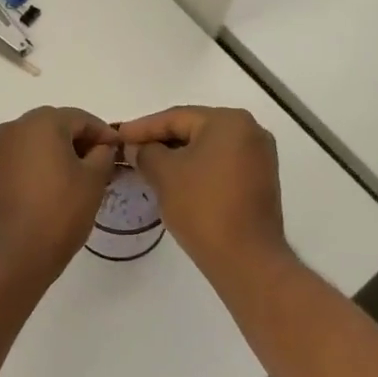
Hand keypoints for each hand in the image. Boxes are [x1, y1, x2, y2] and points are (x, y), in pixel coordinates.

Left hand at [0, 107, 119, 288]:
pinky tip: (52, 189)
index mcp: (41, 122)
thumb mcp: (93, 181)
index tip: (119, 152)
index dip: (103, 134)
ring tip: (78, 180)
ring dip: (58, 154)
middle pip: (55, 126)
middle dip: (80, 142)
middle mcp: (14, 127)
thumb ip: (103, 155)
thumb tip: (101, 147)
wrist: (8, 256)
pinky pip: (20, 159)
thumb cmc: (57, 213)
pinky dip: (38, 166)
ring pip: (36, 143)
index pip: (81, 118)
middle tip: (101, 166)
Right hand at [118, 107, 290, 276]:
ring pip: (207, 148)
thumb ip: (146, 153)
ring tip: (146, 165)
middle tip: (130, 150)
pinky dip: (196, 168)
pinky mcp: (260, 180)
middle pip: (193, 129)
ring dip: (177, 155)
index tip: (118, 136)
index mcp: (229, 121)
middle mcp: (250, 131)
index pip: (176, 117)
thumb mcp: (164, 174)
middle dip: (160, 140)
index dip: (142, 127)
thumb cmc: (203, 207)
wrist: (246, 259)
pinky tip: (174, 179)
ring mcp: (259, 156)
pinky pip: (220, 164)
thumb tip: (137, 148)